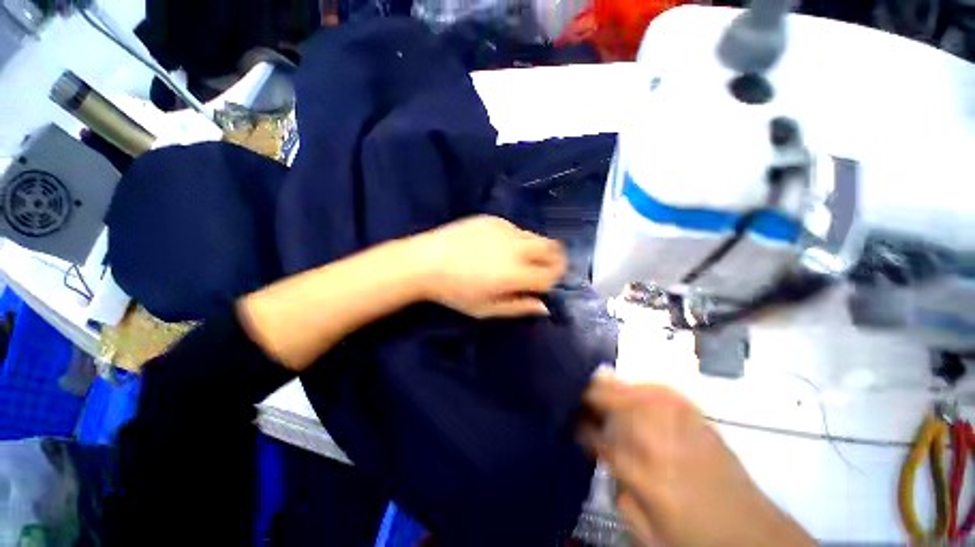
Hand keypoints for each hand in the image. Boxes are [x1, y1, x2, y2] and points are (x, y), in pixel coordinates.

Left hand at [411, 215, 565, 318]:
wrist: (425, 262)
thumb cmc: (455, 291)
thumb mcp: (486, 309)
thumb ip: (518, 307)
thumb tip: (544, 307)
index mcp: (515, 274)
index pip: (551, 274)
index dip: (554, 280)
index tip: (546, 285)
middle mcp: (516, 248)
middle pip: (553, 249)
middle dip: (555, 260)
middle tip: (543, 269)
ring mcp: (506, 229)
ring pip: (536, 237)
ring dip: (537, 249)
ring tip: (519, 259)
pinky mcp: (494, 219)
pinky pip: (517, 229)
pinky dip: (518, 240)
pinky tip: (498, 247)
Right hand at [580, 370, 814, 546]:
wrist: (753, 535)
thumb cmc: (697, 541)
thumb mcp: (650, 536)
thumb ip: (621, 495)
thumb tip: (605, 461)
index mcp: (650, 479)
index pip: (603, 442)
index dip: (582, 429)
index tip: (571, 421)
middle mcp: (665, 445)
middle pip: (620, 407)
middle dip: (593, 397)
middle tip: (576, 393)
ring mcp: (684, 428)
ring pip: (639, 392)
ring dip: (613, 386)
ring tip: (596, 381)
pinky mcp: (699, 420)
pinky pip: (665, 391)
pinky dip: (644, 385)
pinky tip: (634, 385)